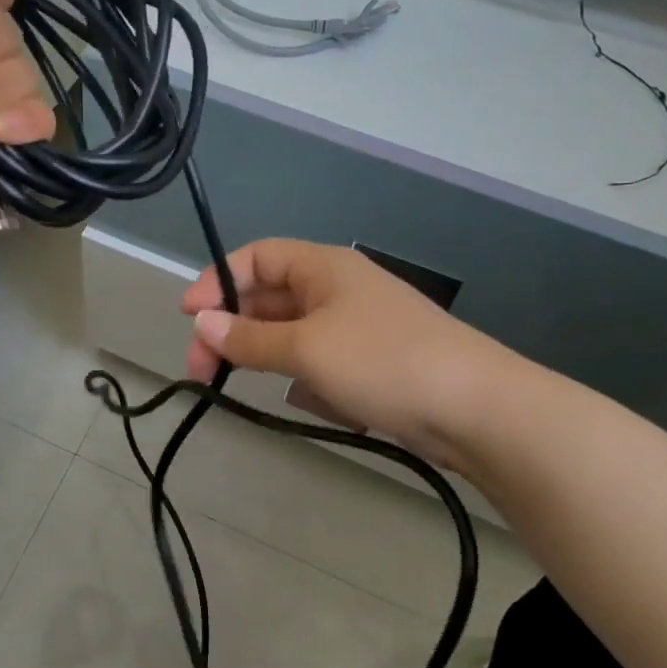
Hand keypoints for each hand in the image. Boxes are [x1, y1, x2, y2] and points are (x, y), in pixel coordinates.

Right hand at [179, 239, 523, 471]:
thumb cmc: (382, 361)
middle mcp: (337, 289)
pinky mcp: (371, 364)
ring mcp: (356, 327)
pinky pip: (320, 364)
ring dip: (270, 360)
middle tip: (203, 373)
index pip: (256, 257)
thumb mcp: (305, 348)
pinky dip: (309, 381)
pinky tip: (321, 404)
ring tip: (265, 389)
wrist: (478, 410)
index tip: (188, 317)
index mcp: (323, 267)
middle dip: (233, 332)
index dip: (217, 281)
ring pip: (292, 336)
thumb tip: (201, 323)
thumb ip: (248, 338)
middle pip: (268, 299)